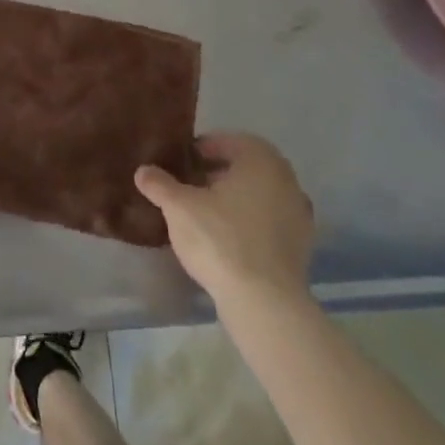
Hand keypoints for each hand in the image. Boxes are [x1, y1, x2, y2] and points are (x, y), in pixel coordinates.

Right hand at [135, 133, 314, 303]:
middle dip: (218, 173)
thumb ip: (160, 184)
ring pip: (259, 195)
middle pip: (246, 168)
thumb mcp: (178, 207)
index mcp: (261, 160)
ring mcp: (299, 214)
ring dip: (234, 198)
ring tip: (204, 213)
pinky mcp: (301, 246)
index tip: (182, 162)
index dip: (202, 149)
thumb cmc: (220, 239)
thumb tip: (143, 171)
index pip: (228, 142)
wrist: (265, 302)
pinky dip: (249, 223)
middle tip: (190, 185)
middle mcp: (287, 180)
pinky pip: (269, 222)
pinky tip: (226, 239)